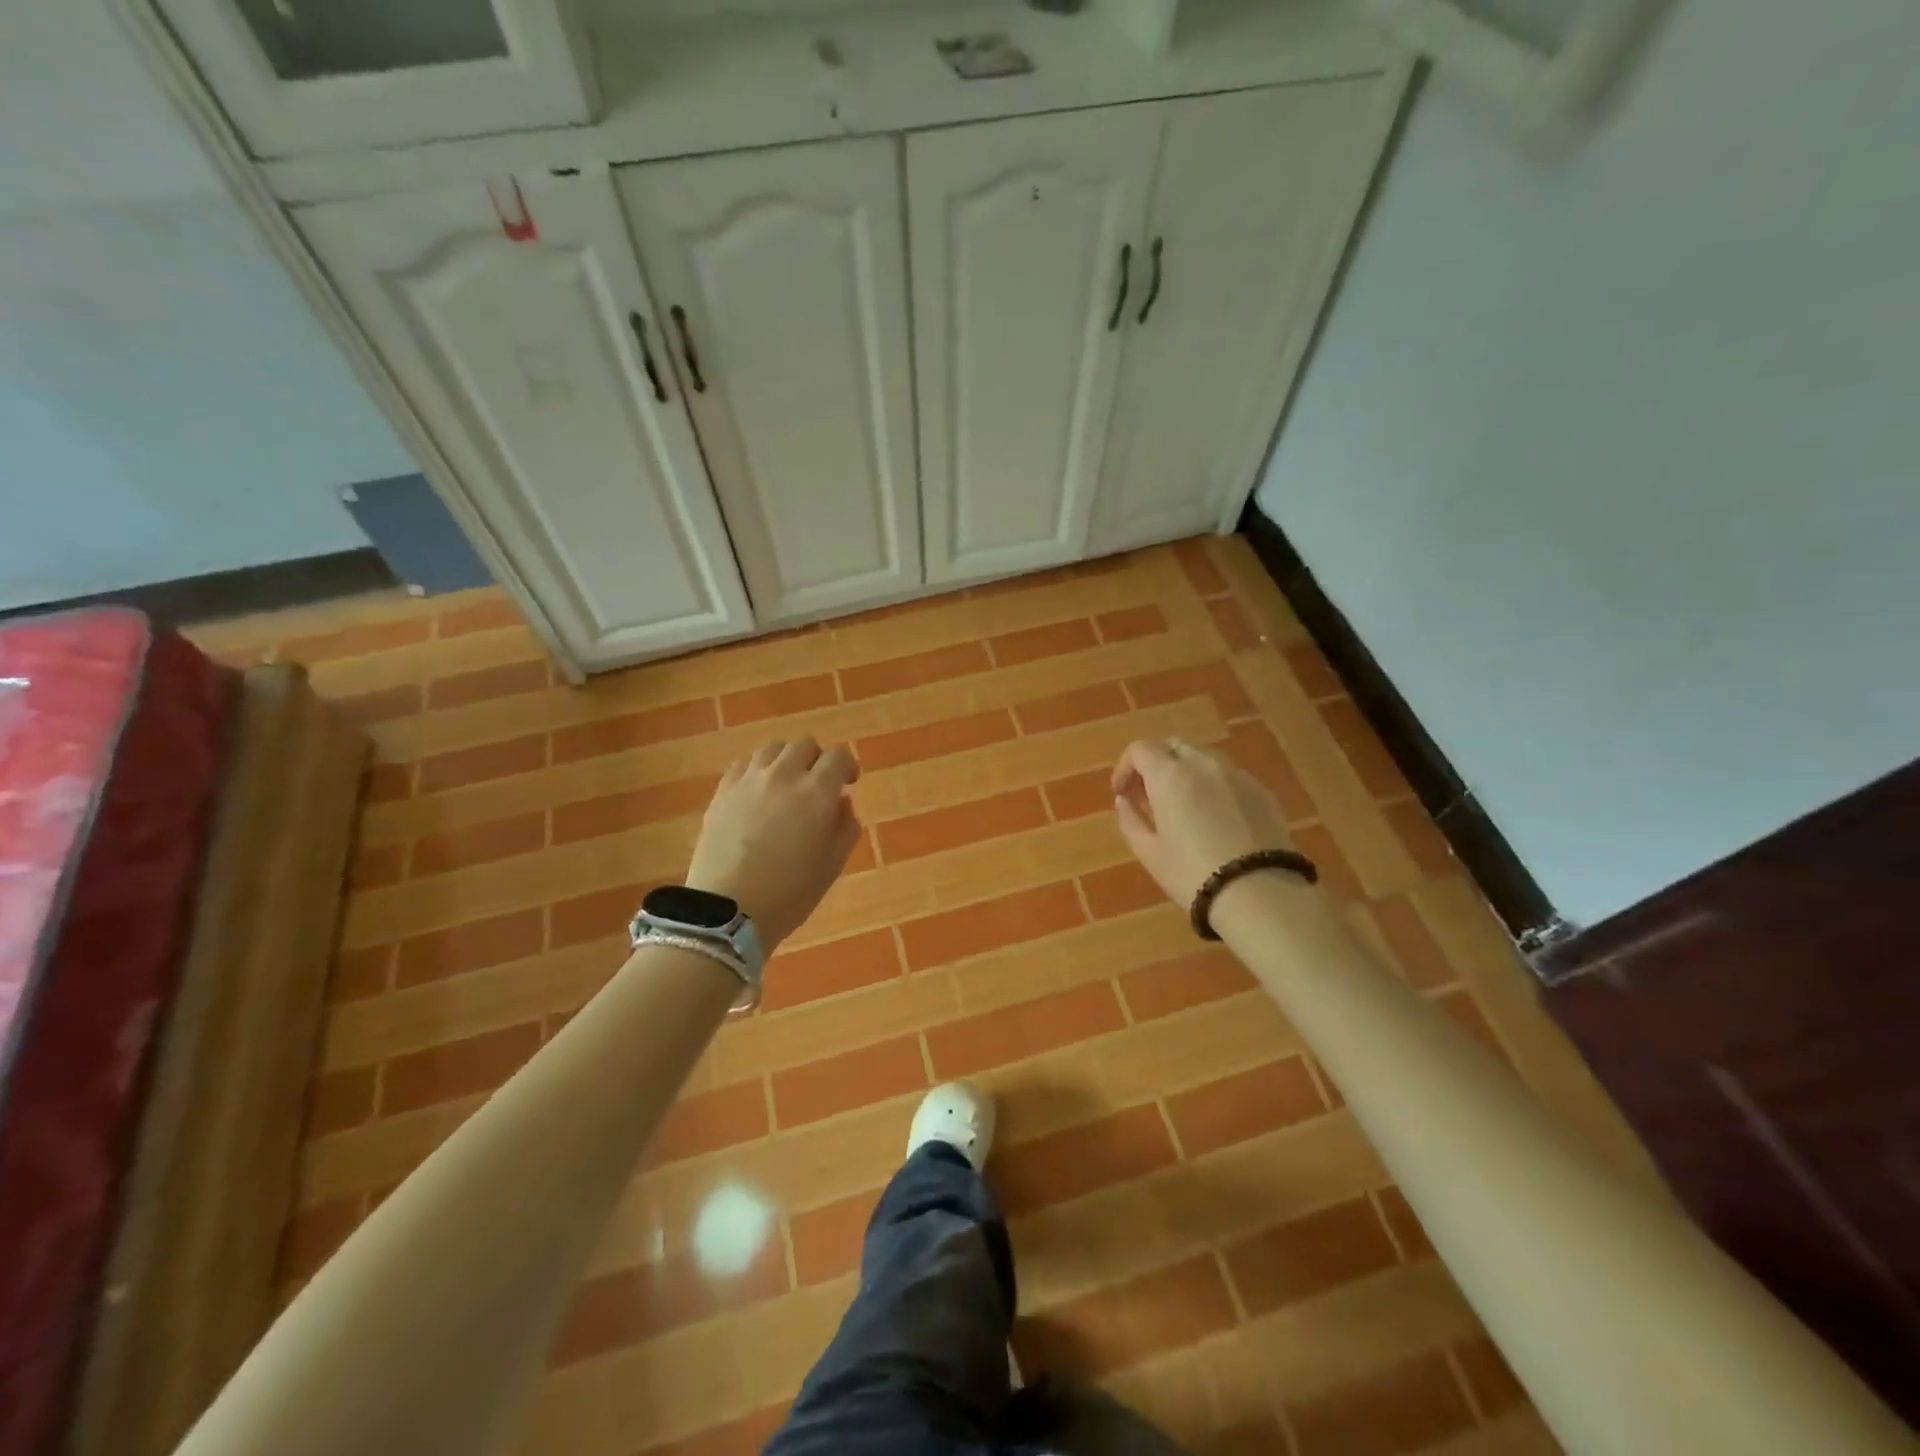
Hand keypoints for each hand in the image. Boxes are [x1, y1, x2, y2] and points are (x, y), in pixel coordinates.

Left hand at [686, 739, 860, 951]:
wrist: (728, 910)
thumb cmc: (790, 893)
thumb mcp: (833, 865)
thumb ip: (846, 827)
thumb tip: (842, 802)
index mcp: (817, 792)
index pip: (838, 757)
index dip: (847, 766)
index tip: (849, 782)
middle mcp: (783, 775)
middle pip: (804, 745)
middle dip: (816, 759)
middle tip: (817, 784)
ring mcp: (748, 781)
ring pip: (772, 749)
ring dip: (785, 760)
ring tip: (785, 784)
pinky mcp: (722, 793)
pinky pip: (742, 766)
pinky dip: (756, 772)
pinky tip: (756, 793)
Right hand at [1110, 738, 1295, 907]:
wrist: (1260, 895)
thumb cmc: (1193, 874)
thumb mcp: (1149, 853)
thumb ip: (1130, 819)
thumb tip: (1124, 800)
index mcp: (1170, 776)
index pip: (1140, 749)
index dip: (1125, 767)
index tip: (1123, 794)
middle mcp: (1204, 764)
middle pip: (1173, 746)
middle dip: (1157, 765)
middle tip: (1150, 797)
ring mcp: (1237, 775)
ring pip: (1204, 758)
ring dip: (1186, 773)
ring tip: (1183, 807)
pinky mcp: (1262, 791)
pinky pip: (1229, 777)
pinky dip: (1213, 786)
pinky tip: (1215, 819)